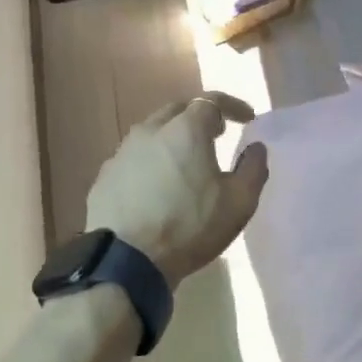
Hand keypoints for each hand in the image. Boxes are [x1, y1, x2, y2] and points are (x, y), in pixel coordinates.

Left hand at [86, 93, 269, 288]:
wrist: (126, 260)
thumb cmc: (189, 227)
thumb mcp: (239, 202)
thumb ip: (253, 168)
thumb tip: (256, 147)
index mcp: (185, 129)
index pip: (212, 101)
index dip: (232, 106)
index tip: (247, 118)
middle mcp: (150, 131)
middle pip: (177, 111)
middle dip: (199, 117)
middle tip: (215, 135)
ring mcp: (122, 152)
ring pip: (152, 133)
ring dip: (172, 139)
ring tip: (186, 161)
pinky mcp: (105, 176)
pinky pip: (134, 158)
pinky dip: (150, 162)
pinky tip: (156, 185)